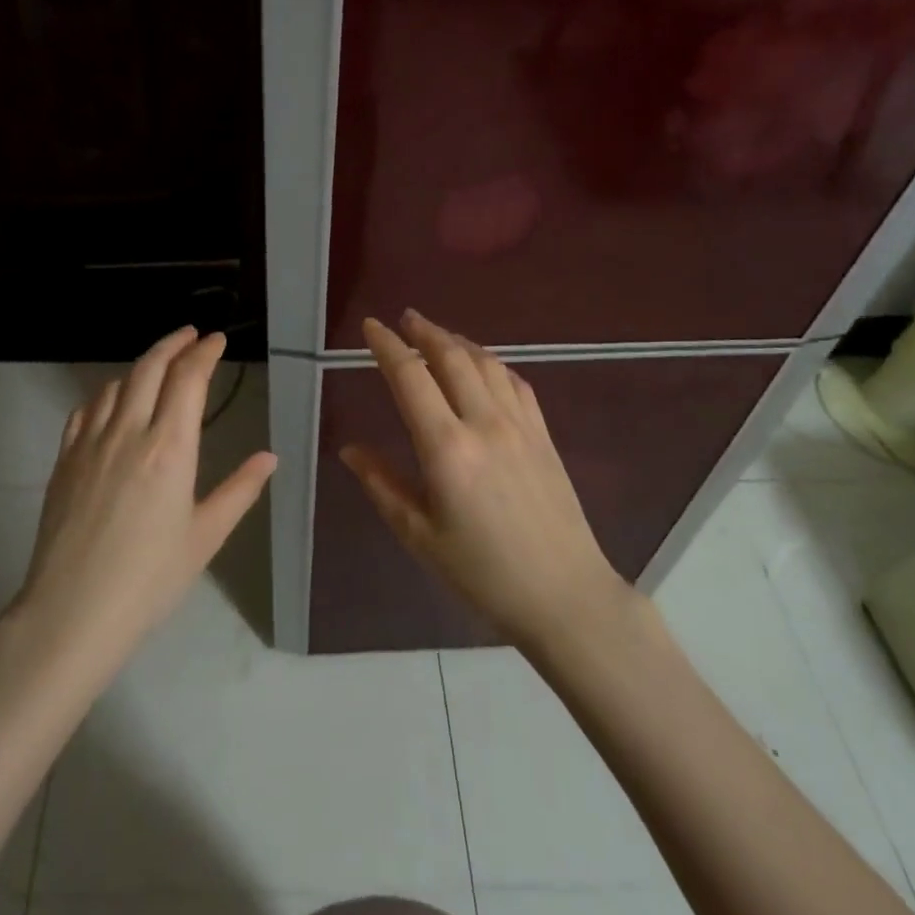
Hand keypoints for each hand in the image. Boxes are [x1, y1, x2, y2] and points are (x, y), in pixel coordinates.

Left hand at [13, 326, 276, 677]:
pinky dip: (105, 394)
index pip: (188, 379)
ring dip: (141, 367)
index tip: (217, 341)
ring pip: (116, 384)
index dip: (205, 353)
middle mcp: (128, 432)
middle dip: (174, 344)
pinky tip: (112, 403)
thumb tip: (269, 457)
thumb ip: (240, 490)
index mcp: (169, 448)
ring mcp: (90, 443)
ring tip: (157, 368)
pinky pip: (85, 410)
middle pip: (150, 367)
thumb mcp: (205, 537)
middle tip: (191, 336)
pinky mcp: (64, 459)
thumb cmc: (150, 578)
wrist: (72, 612)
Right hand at [340, 309, 630, 647]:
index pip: (411, 377)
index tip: (372, 326)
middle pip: (451, 356)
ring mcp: (520, 425)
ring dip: (457, 341)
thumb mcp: (419, 535)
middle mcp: (484, 423)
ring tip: (437, 335)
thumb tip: (349, 449)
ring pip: (486, 363)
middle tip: (404, 318)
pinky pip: (515, 382)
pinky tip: (483, 366)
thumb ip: (381, 484)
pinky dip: (492, 363)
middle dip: (424, 331)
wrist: (564, 595)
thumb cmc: (483, 573)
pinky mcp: (544, 435)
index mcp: (447, 448)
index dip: (388, 346)